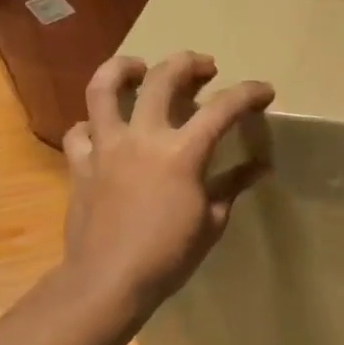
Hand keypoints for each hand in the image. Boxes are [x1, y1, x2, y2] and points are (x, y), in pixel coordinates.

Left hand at [61, 52, 274, 311]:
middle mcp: (143, 137)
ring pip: (104, 88)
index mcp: (182, 152)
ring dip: (123, 69)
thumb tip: (259, 167)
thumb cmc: (168, 256)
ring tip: (138, 68)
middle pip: (163, 77)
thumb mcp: (212, 223)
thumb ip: (232, 186)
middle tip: (204, 67)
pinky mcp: (80, 164)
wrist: (108, 280)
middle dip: (189, 63)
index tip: (264, 91)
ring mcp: (106, 147)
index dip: (248, 94)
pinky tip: (102, 131)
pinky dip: (92, 126)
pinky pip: (79, 131)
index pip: (223, 109)